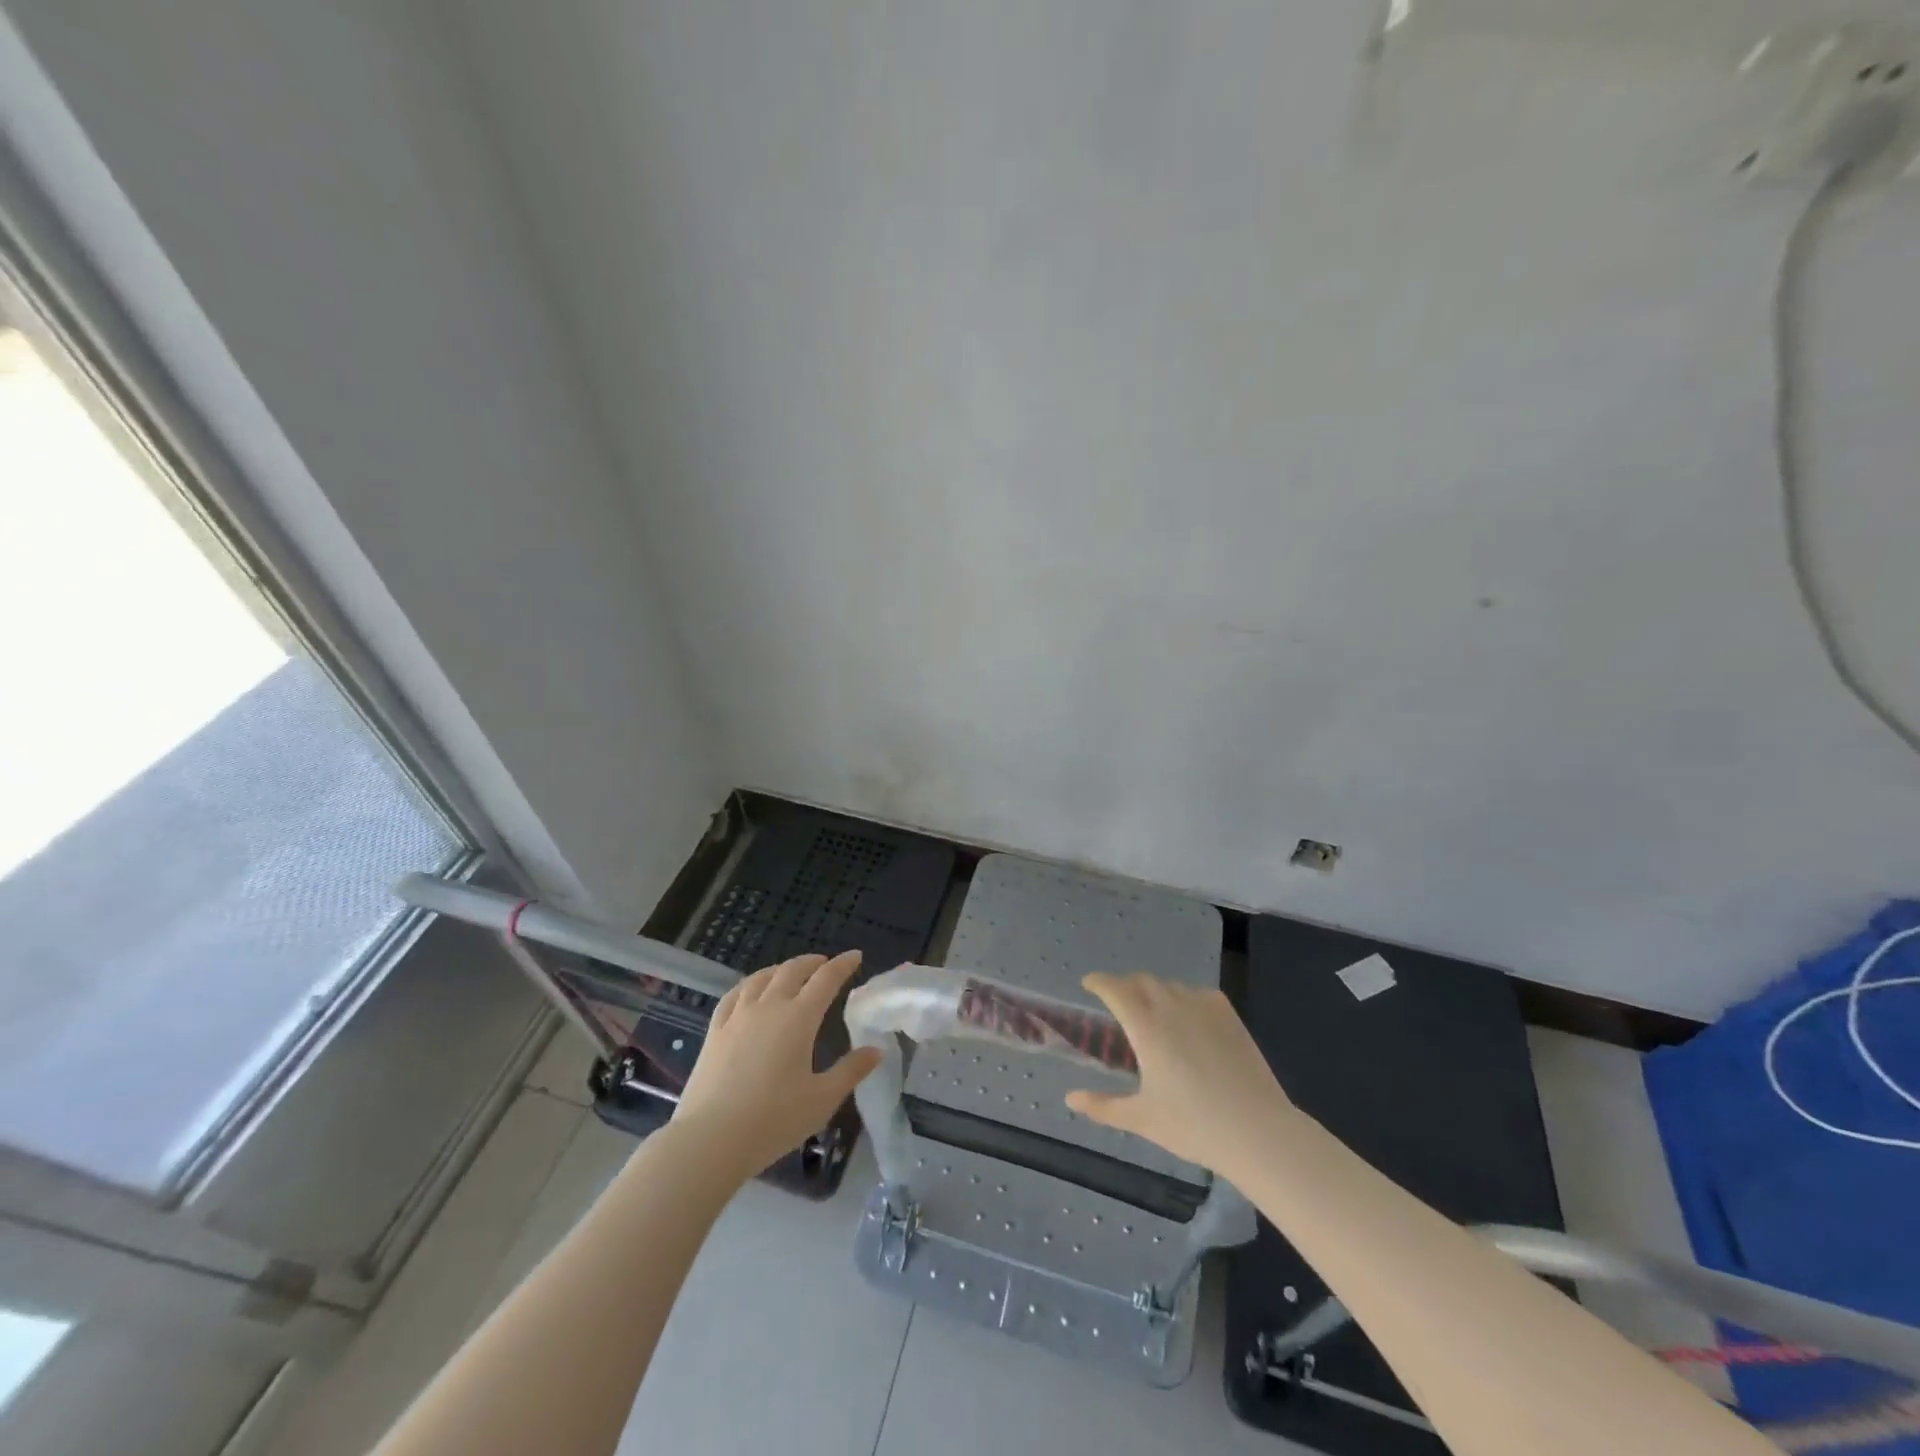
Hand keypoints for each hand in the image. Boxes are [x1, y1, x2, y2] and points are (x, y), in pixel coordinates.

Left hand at [674, 950, 881, 1179]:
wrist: (710, 1139)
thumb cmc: (774, 1120)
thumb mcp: (822, 1099)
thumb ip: (851, 1071)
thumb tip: (876, 1050)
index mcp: (799, 1018)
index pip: (826, 979)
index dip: (843, 965)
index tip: (855, 955)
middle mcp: (769, 1007)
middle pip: (792, 971)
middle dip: (812, 962)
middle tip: (825, 963)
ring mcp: (738, 1017)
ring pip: (761, 978)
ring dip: (780, 969)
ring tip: (790, 971)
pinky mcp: (714, 1032)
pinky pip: (733, 995)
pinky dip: (748, 984)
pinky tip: (749, 990)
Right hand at [1064, 972, 1292, 1177]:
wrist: (1258, 1131)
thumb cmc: (1194, 1125)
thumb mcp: (1142, 1118)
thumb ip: (1102, 1106)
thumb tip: (1070, 1099)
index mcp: (1146, 1027)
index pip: (1114, 989)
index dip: (1098, 982)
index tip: (1088, 984)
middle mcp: (1171, 1006)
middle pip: (1141, 981)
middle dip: (1124, 985)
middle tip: (1116, 1001)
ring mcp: (1203, 1006)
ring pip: (1169, 985)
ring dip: (1153, 990)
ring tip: (1151, 1011)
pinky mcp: (1228, 1014)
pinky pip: (1196, 993)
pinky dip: (1182, 997)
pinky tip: (1186, 1018)